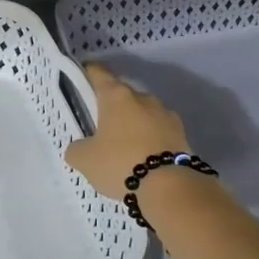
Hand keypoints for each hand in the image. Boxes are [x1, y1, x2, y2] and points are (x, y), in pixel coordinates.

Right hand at [65, 63, 191, 200]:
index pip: (99, 73)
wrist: (169, 186)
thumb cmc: (120, 162)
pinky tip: (144, 158)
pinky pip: (159, 131)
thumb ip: (77, 149)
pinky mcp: (182, 134)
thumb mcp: (85, 159)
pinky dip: (150, 140)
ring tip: (125, 148)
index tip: (83, 74)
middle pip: (123, 95)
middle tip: (101, 127)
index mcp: (116, 96)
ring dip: (134, 124)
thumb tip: (79, 147)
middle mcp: (143, 98)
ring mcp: (166, 114)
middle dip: (112, 108)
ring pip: (143, 113)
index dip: (89, 72)